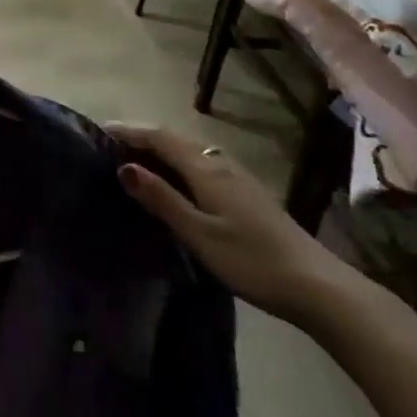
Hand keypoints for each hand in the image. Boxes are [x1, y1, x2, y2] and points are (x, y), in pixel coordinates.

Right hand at [108, 123, 357, 326]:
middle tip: (110, 147)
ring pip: (189, 152)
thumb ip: (162, 199)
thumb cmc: (251, 260)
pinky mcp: (247, 194)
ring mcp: (237, 178)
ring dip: (161, 151)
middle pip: (175, 140)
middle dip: (142, 138)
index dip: (130, 131)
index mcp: (205, 169)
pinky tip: (174, 184)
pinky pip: (201, 166)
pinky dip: (178, 165)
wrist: (316, 285)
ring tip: (135, 162)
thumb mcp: (199, 233)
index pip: (160, 137)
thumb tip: (124, 167)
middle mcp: (220, 163)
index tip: (100, 130)